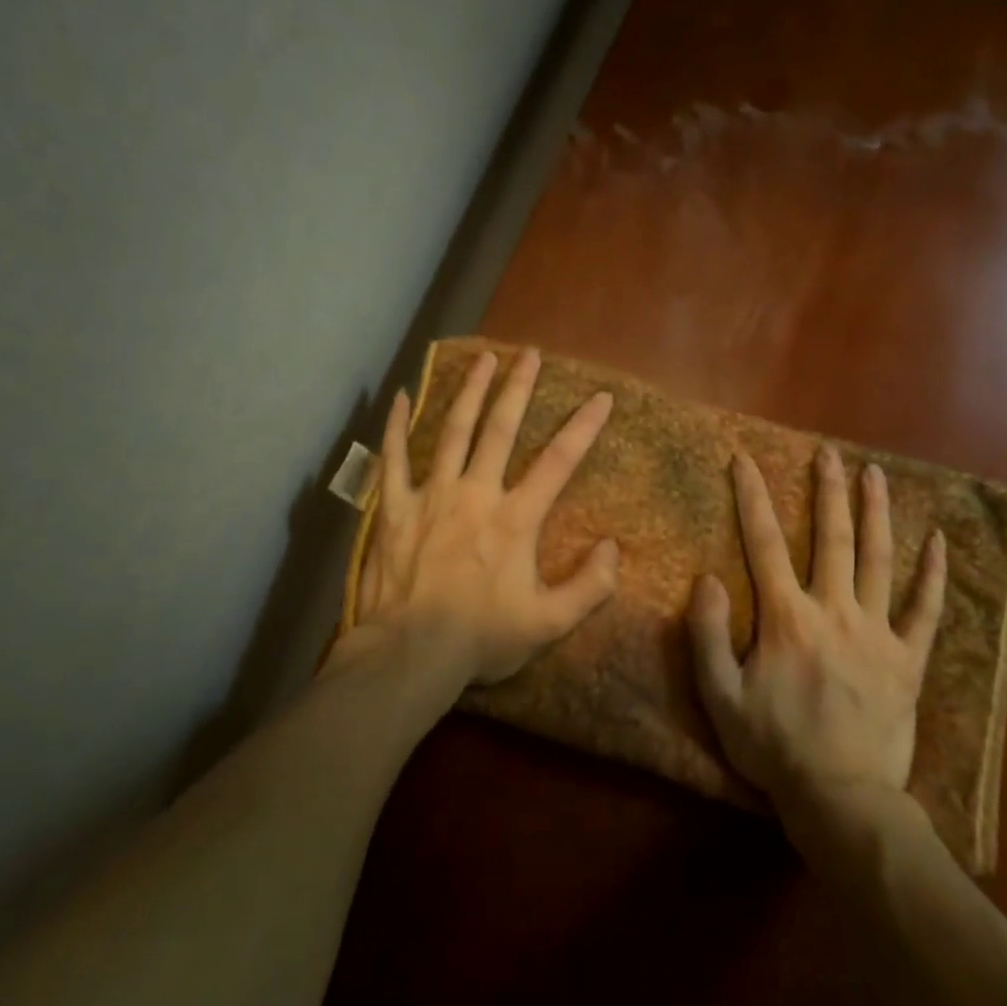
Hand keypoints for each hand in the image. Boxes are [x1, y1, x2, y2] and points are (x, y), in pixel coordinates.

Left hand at [342, 347, 620, 688]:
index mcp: (515, 519)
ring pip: (452, 431)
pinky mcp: (396, 508)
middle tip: (529, 352)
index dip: (583, 428)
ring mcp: (432, 495)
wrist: (411, 653)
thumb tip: (613, 548)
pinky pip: (393, 458)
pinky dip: (396, 426)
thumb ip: (589, 587)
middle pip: (500, 429)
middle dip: (518, 388)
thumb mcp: (548, 624)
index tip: (600, 397)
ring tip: (482, 358)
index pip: (558, 463)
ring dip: (469, 391)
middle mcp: (475, 494)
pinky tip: (402, 396)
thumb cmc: (481, 638)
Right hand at [689, 447, 946, 817]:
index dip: (752, 497)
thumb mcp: (719, 696)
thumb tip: (707, 578)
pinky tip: (938, 542)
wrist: (841, 798)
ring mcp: (877, 632)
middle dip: (827, 491)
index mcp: (787, 618)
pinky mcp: (909, 659)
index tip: (745, 460)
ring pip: (879, 560)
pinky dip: (933, 575)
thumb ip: (706, 634)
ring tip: (875, 475)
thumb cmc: (774, 746)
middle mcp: (834, 611)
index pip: (764, 542)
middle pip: (831, 538)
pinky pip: (926, 610)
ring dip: (876, 513)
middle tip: (828, 453)